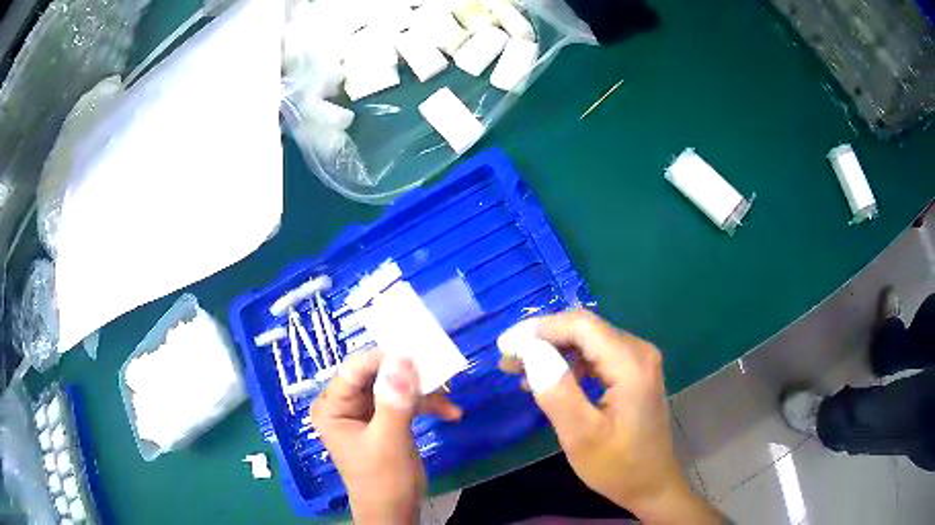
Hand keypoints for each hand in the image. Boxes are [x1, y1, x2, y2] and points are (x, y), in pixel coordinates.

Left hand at [309, 349, 461, 524]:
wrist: (395, 511)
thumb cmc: (383, 480)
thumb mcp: (389, 441)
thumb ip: (394, 401)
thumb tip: (402, 359)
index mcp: (332, 407)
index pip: (354, 370)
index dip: (383, 358)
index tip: (415, 350)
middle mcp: (345, 404)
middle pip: (376, 375)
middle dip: (408, 374)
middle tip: (438, 368)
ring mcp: (365, 411)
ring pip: (394, 386)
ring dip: (423, 391)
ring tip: (449, 395)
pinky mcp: (384, 418)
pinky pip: (405, 401)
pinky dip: (426, 405)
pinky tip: (450, 412)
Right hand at [501, 310, 723, 524]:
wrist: (652, 484)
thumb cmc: (618, 466)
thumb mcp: (582, 436)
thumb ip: (557, 391)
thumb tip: (530, 351)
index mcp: (631, 363)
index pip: (580, 325)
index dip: (539, 329)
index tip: (504, 347)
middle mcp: (638, 352)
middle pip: (584, 329)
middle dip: (542, 339)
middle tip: (506, 360)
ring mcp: (638, 361)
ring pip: (587, 341)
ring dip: (552, 351)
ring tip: (518, 371)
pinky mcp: (634, 373)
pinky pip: (596, 356)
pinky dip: (568, 363)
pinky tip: (546, 380)